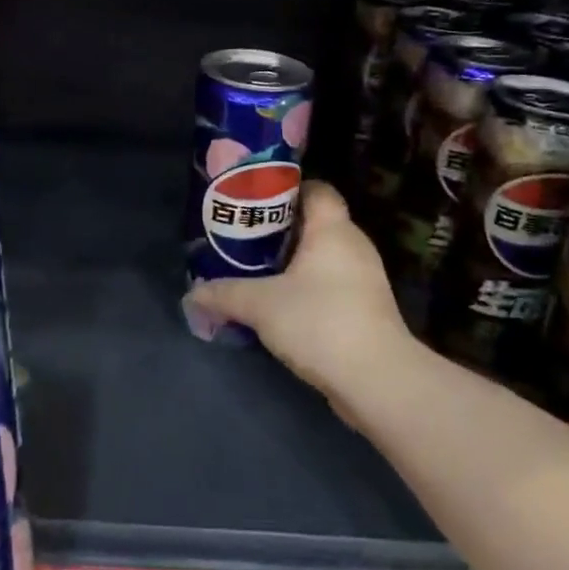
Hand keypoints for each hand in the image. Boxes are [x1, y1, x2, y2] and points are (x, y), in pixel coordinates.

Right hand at [186, 182, 414, 404]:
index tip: (257, 202)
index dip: (288, 190)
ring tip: (258, 272)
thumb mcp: (260, 305)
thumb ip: (224, 294)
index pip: (317, 189)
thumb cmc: (319, 321)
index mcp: (333, 229)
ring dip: (294, 264)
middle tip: (246, 238)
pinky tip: (282, 306)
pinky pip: (332, 286)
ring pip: (324, 258)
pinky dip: (309, 289)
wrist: (377, 380)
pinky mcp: (367, 310)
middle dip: (282, 230)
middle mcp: (354, 246)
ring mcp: (365, 279)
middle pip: (317, 223)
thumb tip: (191, 294)